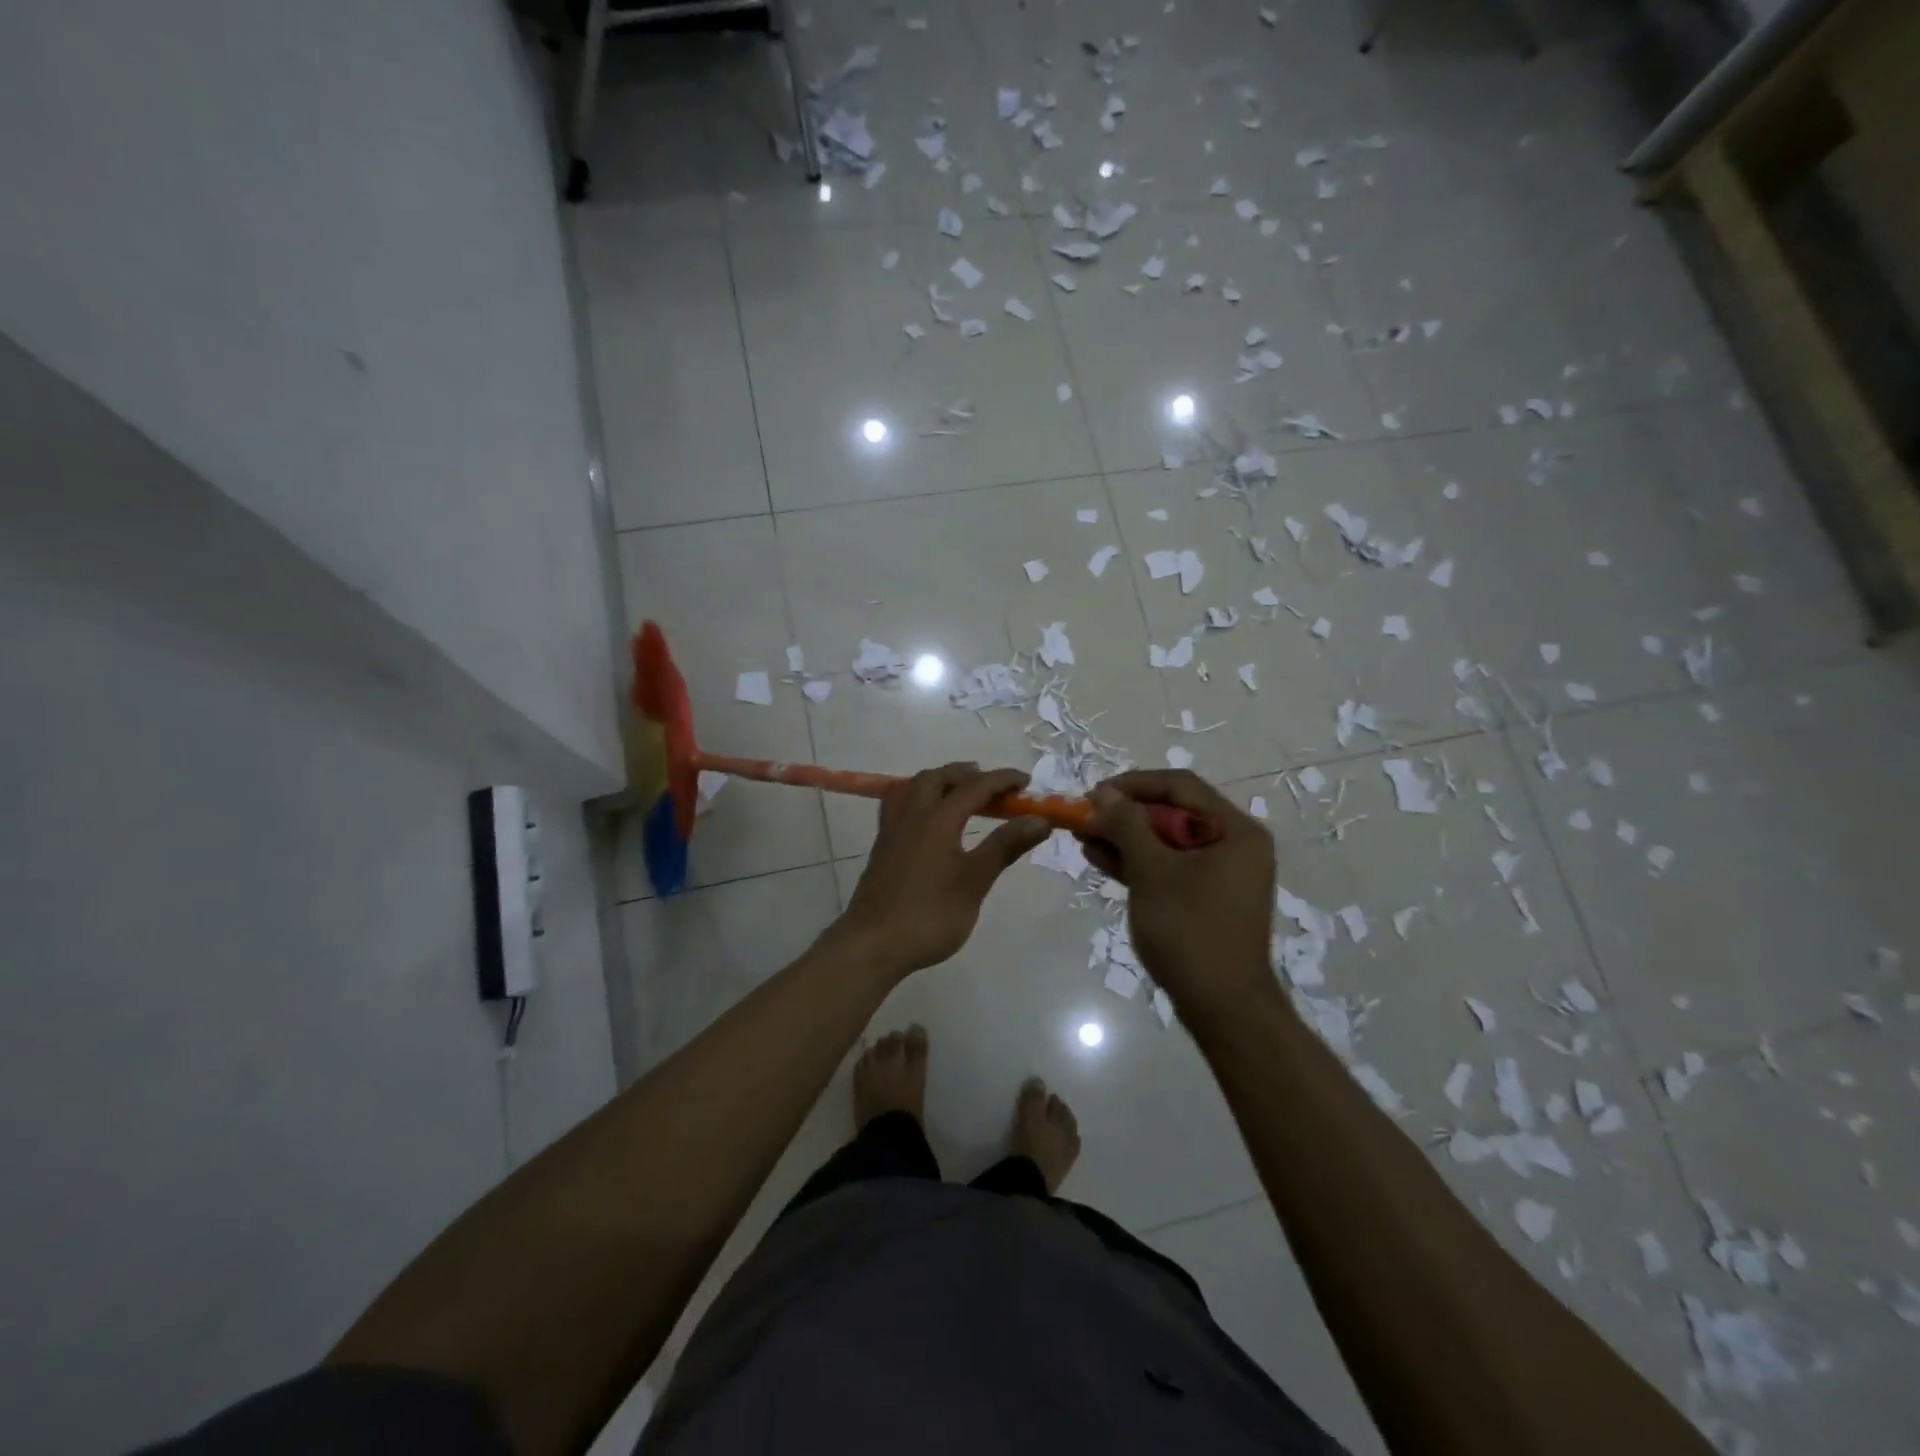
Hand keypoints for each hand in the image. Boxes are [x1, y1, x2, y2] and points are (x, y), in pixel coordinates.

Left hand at [833, 763, 1050, 978]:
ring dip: (940, 782)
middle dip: (967, 774)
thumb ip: (1005, 846)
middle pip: (938, 778)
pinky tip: (928, 820)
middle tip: (992, 786)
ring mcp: (892, 830)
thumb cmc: (929, 915)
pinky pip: (900, 805)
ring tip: (961, 795)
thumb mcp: (974, 882)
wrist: (872, 944)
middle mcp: (912, 815)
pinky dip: (920, 799)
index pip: (975, 786)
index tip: (1026, 781)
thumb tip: (1040, 819)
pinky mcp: (882, 847)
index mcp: (938, 819)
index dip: (1002, 780)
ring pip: (914, 788)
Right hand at [1081, 770, 1276, 1013]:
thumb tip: (1103, 793)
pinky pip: (1168, 866)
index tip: (1095, 793)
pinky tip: (1100, 858)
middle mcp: (1233, 844)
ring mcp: (1220, 873)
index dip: (1134, 784)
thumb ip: (1127, 825)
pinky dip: (1137, 861)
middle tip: (1085, 817)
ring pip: (1166, 840)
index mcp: (1235, 830)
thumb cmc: (1189, 930)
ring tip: (1083, 836)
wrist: (1221, 1007)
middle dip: (1125, 814)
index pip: (1180, 786)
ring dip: (1125, 837)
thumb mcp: (1152, 871)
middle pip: (1173, 812)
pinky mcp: (1204, 896)